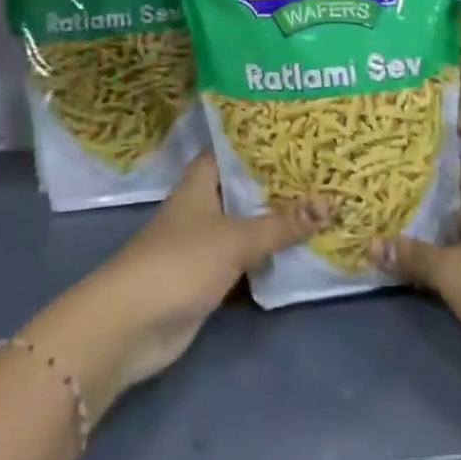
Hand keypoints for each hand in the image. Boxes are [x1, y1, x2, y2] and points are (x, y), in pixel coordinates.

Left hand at [22, 155, 322, 413]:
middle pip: (245, 189)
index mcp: (201, 182)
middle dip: (279, 184)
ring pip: (247, 225)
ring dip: (277, 222)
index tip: (300, 134)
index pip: (234, 149)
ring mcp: (204, 244)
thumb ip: (281, 224)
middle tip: (323, 171)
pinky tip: (301, 251)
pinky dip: (268, 257)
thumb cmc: (179, 263)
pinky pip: (245, 259)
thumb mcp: (236, 238)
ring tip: (323, 205)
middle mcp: (202, 207)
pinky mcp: (208, 278)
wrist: (131, 326)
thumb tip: (329, 205)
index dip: (263, 141)